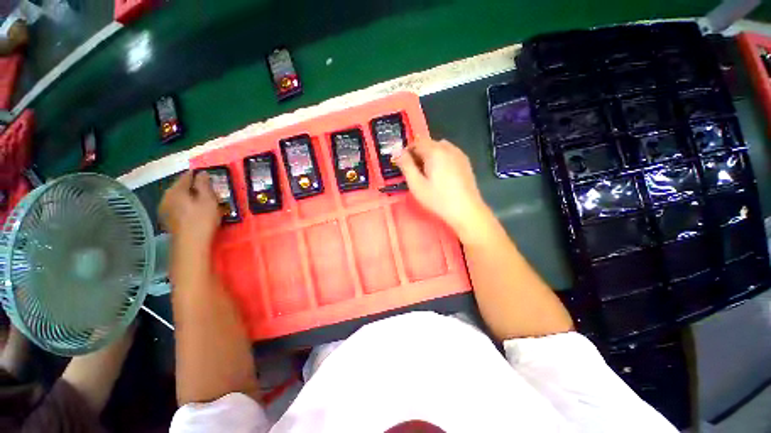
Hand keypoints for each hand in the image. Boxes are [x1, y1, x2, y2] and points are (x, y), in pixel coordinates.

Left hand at [158, 171, 220, 248]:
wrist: (190, 244)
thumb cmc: (202, 220)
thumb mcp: (208, 199)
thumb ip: (204, 184)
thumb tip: (202, 172)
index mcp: (176, 190)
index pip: (187, 176)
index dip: (199, 175)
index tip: (210, 177)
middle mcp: (166, 196)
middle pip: (181, 187)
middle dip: (194, 187)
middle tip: (209, 191)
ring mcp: (165, 208)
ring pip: (179, 197)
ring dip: (190, 197)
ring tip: (204, 201)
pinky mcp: (168, 219)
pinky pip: (178, 206)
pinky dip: (186, 205)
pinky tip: (195, 211)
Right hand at [393, 139, 491, 240]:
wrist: (466, 210)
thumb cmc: (438, 199)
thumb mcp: (416, 184)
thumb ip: (406, 165)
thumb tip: (397, 151)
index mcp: (434, 151)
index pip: (416, 142)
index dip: (407, 151)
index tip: (404, 165)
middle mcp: (448, 148)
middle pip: (428, 143)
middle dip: (419, 153)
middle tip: (415, 172)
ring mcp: (459, 154)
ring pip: (439, 147)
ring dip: (430, 155)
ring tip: (428, 172)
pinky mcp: (465, 161)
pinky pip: (449, 153)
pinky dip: (441, 157)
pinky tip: (441, 173)